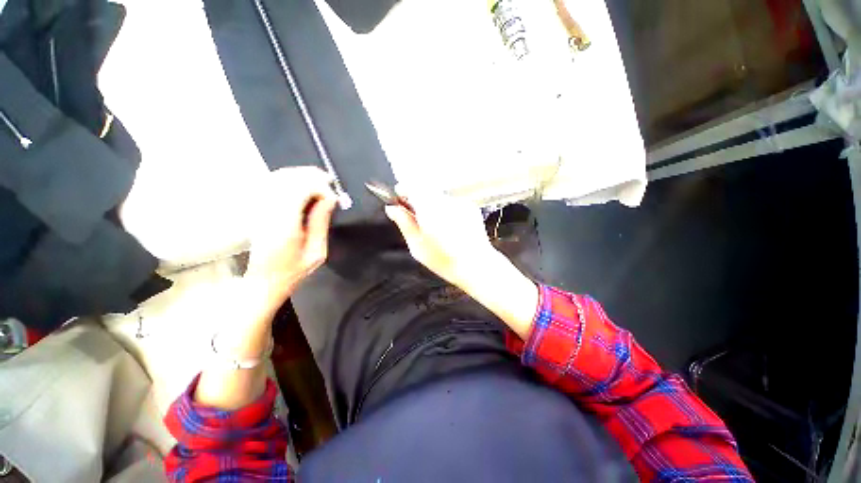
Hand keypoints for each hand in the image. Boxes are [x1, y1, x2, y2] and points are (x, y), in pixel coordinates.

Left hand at [246, 166, 337, 305]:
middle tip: (328, 180)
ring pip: (278, 178)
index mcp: (285, 224)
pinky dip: (288, 179)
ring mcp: (260, 209)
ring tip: (318, 180)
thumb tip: (329, 200)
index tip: (333, 196)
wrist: (265, 280)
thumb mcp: (317, 251)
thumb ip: (321, 223)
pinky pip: (271, 185)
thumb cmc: (294, 270)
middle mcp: (269, 212)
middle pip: (287, 178)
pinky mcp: (258, 210)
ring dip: (300, 175)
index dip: (319, 187)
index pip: (300, 189)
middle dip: (310, 175)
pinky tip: (301, 184)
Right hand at [386, 188, 538, 337]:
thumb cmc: (444, 261)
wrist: (476, 265)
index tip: (400, 197)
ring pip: (439, 197)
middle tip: (416, 217)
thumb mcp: (417, 246)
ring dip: (433, 206)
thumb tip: (391, 208)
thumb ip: (404, 223)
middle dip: (418, 200)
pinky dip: (446, 211)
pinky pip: (452, 203)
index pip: (413, 186)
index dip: (404, 189)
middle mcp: (446, 202)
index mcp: (429, 210)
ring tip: (436, 227)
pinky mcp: (470, 207)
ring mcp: (460, 203)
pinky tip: (449, 228)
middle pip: (426, 190)